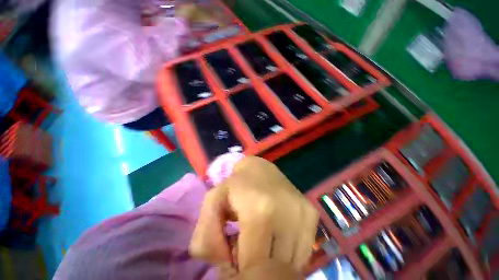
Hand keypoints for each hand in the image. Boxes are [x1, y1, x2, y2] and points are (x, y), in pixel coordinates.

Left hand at [190, 156, 318, 272]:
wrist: (261, 168)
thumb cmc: (236, 184)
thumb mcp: (213, 204)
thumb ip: (206, 238)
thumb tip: (225, 267)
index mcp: (260, 211)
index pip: (254, 267)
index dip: (242, 272)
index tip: (235, 261)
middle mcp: (288, 214)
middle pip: (275, 269)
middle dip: (260, 270)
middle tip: (248, 251)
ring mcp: (304, 215)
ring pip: (291, 264)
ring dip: (275, 262)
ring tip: (262, 243)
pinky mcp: (312, 215)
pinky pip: (302, 252)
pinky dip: (288, 254)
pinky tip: (277, 238)